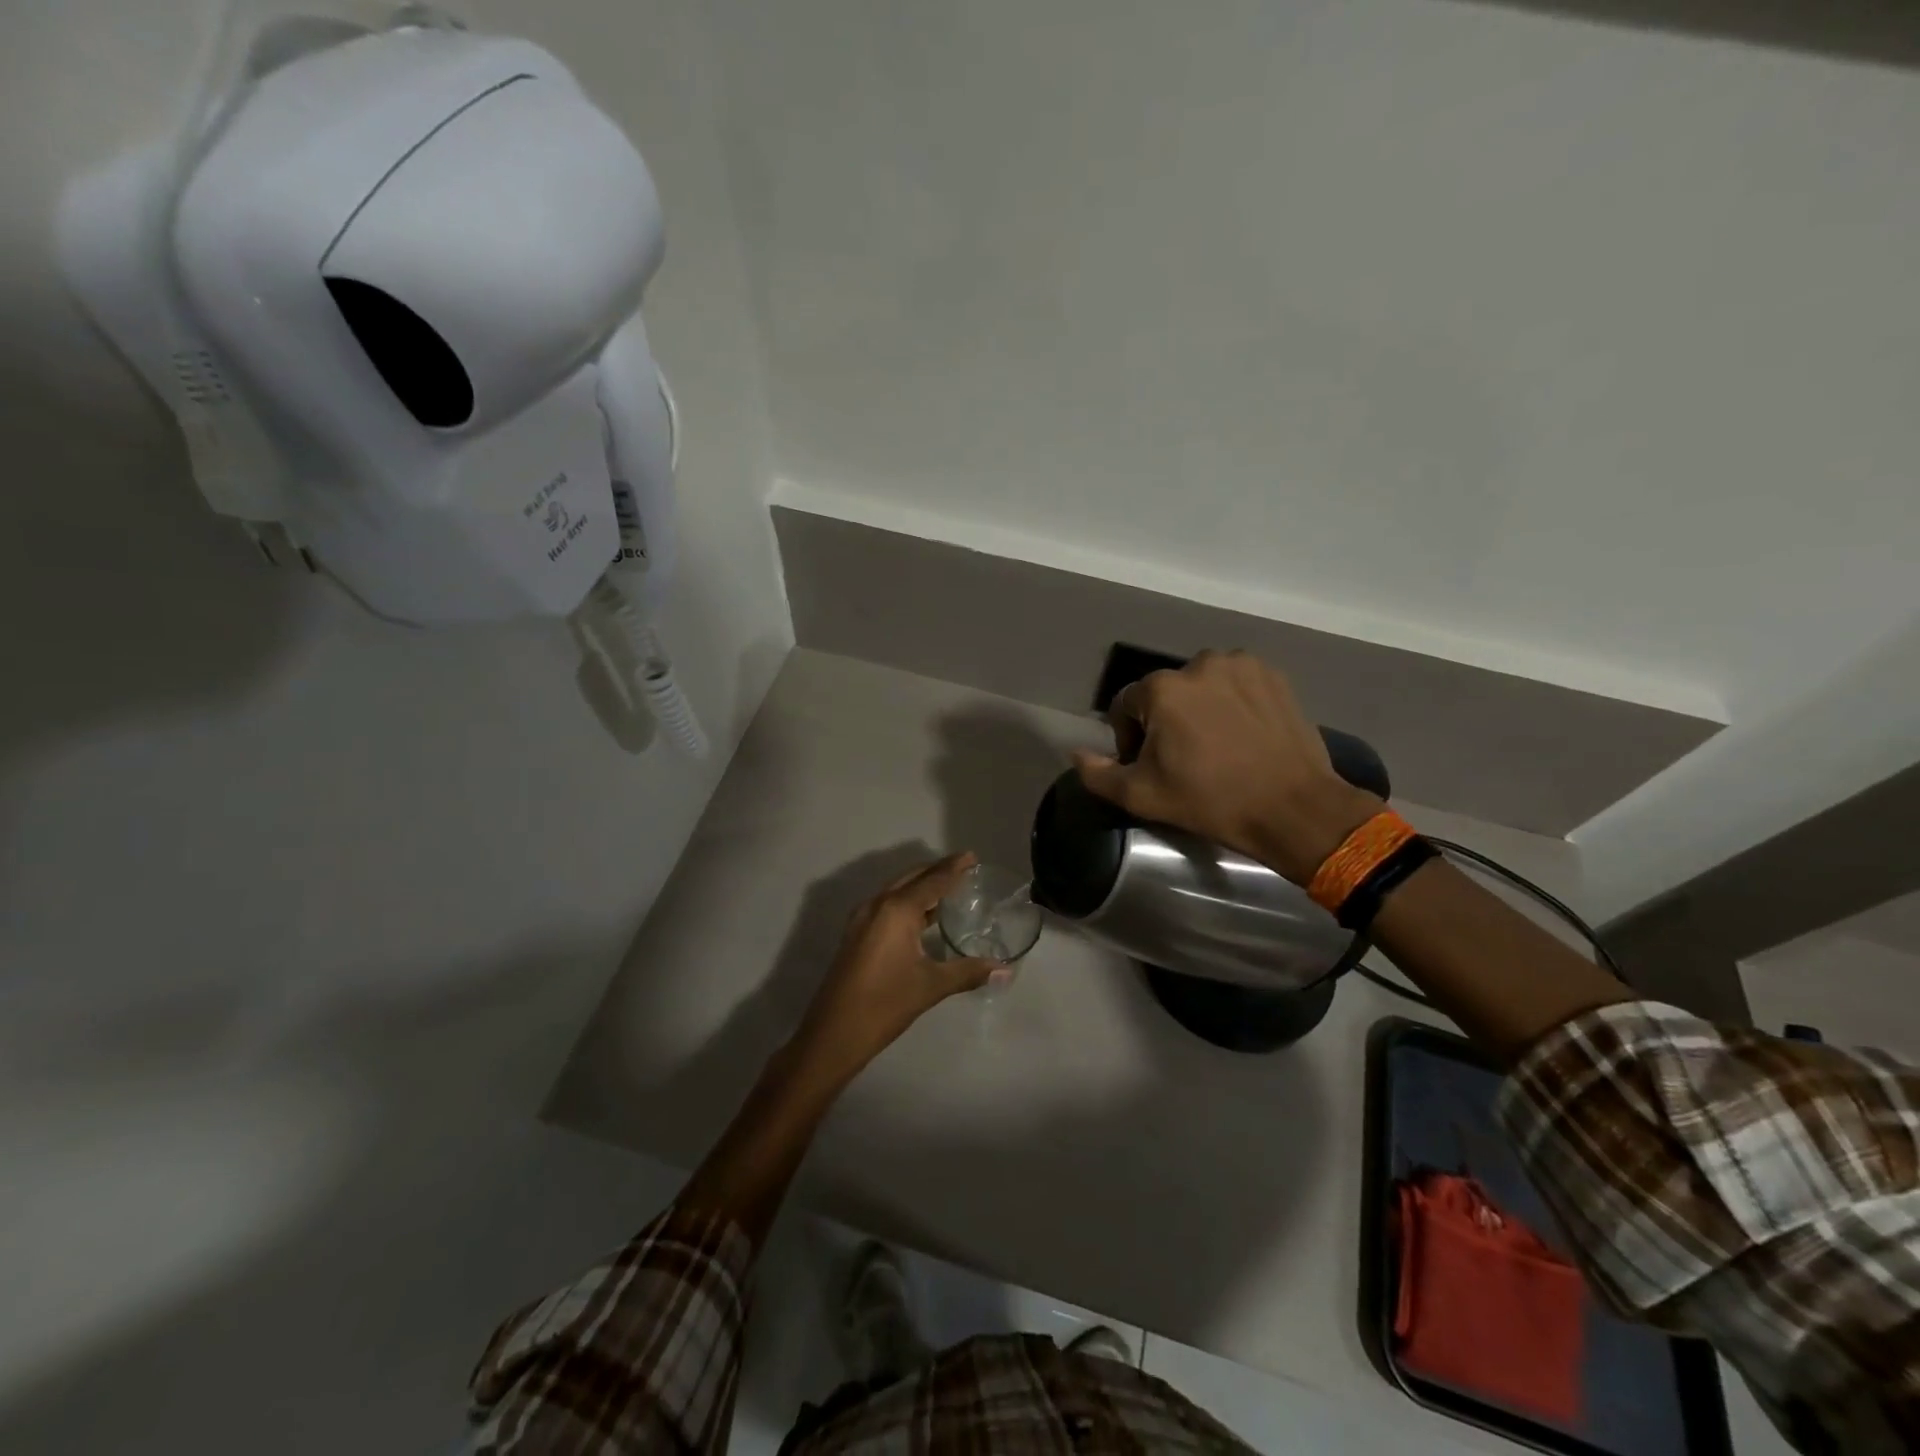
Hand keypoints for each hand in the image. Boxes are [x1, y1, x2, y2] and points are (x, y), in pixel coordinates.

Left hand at [788, 853, 999, 1086]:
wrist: (833, 1033)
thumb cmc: (884, 1004)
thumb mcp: (931, 986)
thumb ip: (968, 972)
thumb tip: (1005, 970)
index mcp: (897, 910)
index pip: (933, 880)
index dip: (954, 867)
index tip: (971, 856)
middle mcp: (878, 904)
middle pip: (912, 877)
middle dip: (937, 870)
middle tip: (964, 868)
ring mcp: (862, 918)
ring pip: (897, 889)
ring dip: (921, 884)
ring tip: (948, 887)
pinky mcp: (856, 933)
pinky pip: (887, 904)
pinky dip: (907, 900)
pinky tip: (923, 915)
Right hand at [1072, 650, 1379, 883]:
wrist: (1292, 808)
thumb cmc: (1210, 801)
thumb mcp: (1142, 796)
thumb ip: (1098, 774)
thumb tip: (1076, 753)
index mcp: (1161, 689)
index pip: (1126, 705)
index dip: (1129, 737)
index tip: (1149, 765)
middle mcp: (1199, 664)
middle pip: (1165, 693)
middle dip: (1166, 721)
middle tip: (1184, 758)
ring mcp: (1241, 665)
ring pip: (1202, 685)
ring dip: (1200, 707)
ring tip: (1216, 744)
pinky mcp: (1273, 675)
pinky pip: (1237, 683)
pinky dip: (1233, 701)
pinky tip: (1244, 733)